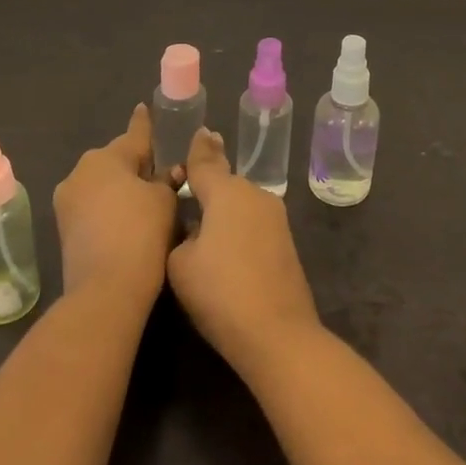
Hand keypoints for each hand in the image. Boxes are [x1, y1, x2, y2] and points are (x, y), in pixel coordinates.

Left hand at [54, 105, 177, 309]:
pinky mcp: (64, 228)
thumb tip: (170, 173)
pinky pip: (93, 204)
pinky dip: (110, 206)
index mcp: (106, 157)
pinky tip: (129, 217)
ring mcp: (67, 201)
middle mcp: (80, 171)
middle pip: (116, 159)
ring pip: (102, 183)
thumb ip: (168, 180)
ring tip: (147, 197)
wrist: (105, 290)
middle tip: (161, 170)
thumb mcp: (165, 200)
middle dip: (136, 162)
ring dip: (122, 186)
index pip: (134, 134)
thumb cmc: (141, 233)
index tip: (144, 108)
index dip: (144, 123)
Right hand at [167, 127, 322, 374]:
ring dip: (222, 208)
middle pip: (225, 182)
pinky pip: (252, 222)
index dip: (197, 149)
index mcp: (228, 192)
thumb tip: (195, 227)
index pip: (205, 162)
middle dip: (207, 184)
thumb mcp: (180, 263)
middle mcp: (256, 195)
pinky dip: (236, 226)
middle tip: (186, 189)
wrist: (277, 333)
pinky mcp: (285, 242)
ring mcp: (275, 218)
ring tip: (201, 221)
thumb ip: (180, 234)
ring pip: (240, 203)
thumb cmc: (220, 293)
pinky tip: (224, 245)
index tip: (198, 131)